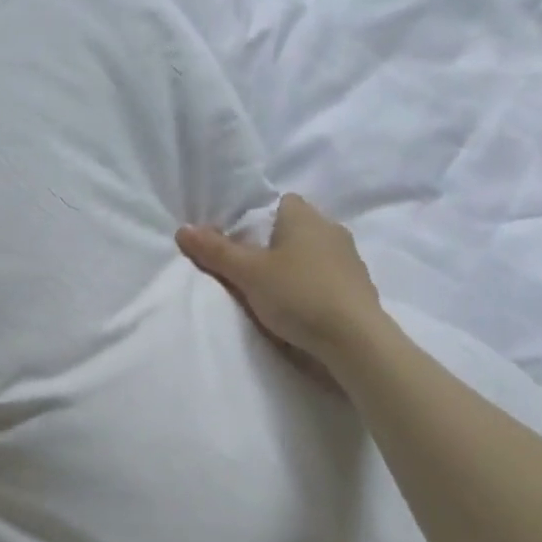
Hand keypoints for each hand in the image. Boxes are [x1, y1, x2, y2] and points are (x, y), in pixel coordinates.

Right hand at [177, 193, 380, 362]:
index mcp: (305, 216)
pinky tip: (298, 308)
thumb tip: (183, 229)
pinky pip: (326, 277)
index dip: (257, 219)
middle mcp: (331, 229)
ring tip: (271, 293)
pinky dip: (310, 286)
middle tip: (247, 271)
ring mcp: (349, 258)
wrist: (354, 339)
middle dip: (273, 245)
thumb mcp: (248, 273)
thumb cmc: (298, 295)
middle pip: (294, 228)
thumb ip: (216, 251)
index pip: (279, 202)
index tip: (239, 244)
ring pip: (311, 254)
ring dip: (294, 267)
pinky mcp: (358, 287)